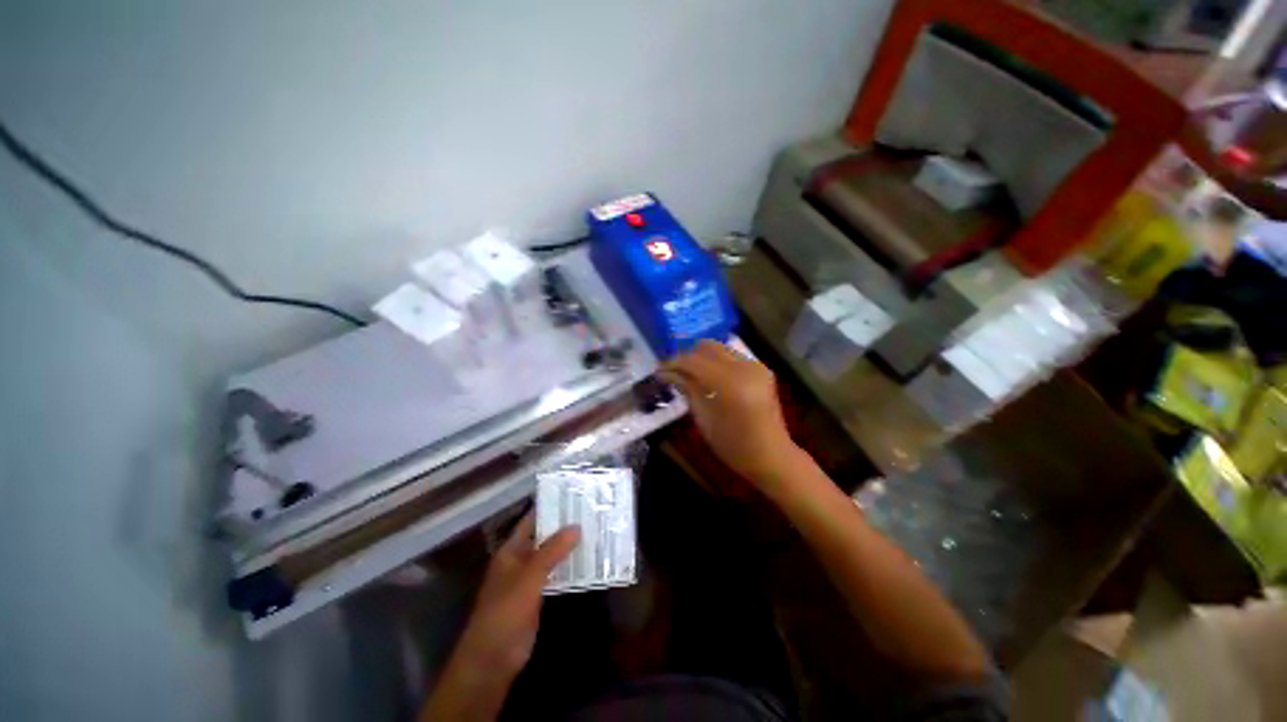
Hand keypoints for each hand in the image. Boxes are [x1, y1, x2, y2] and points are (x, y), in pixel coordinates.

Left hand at [422, 515, 578, 721]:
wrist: (492, 659)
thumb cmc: (505, 612)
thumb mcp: (529, 577)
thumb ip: (552, 551)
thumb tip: (576, 526)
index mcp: (511, 550)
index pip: (532, 520)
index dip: (550, 507)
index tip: (574, 495)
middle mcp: (520, 559)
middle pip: (544, 536)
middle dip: (565, 525)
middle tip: (592, 511)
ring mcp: (529, 578)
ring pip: (552, 555)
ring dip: (570, 546)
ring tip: (596, 530)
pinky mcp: (538, 595)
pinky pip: (556, 574)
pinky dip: (570, 567)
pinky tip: (589, 561)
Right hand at [660, 340, 800, 485]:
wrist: (770, 455)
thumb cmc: (732, 445)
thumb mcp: (703, 418)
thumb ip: (687, 389)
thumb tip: (665, 373)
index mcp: (729, 382)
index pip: (693, 360)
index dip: (673, 363)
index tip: (659, 371)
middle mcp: (744, 367)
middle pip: (707, 347)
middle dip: (687, 356)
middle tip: (674, 371)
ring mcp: (755, 365)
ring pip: (719, 348)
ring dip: (702, 357)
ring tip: (689, 373)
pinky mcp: (761, 368)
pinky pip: (732, 356)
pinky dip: (716, 362)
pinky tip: (709, 377)